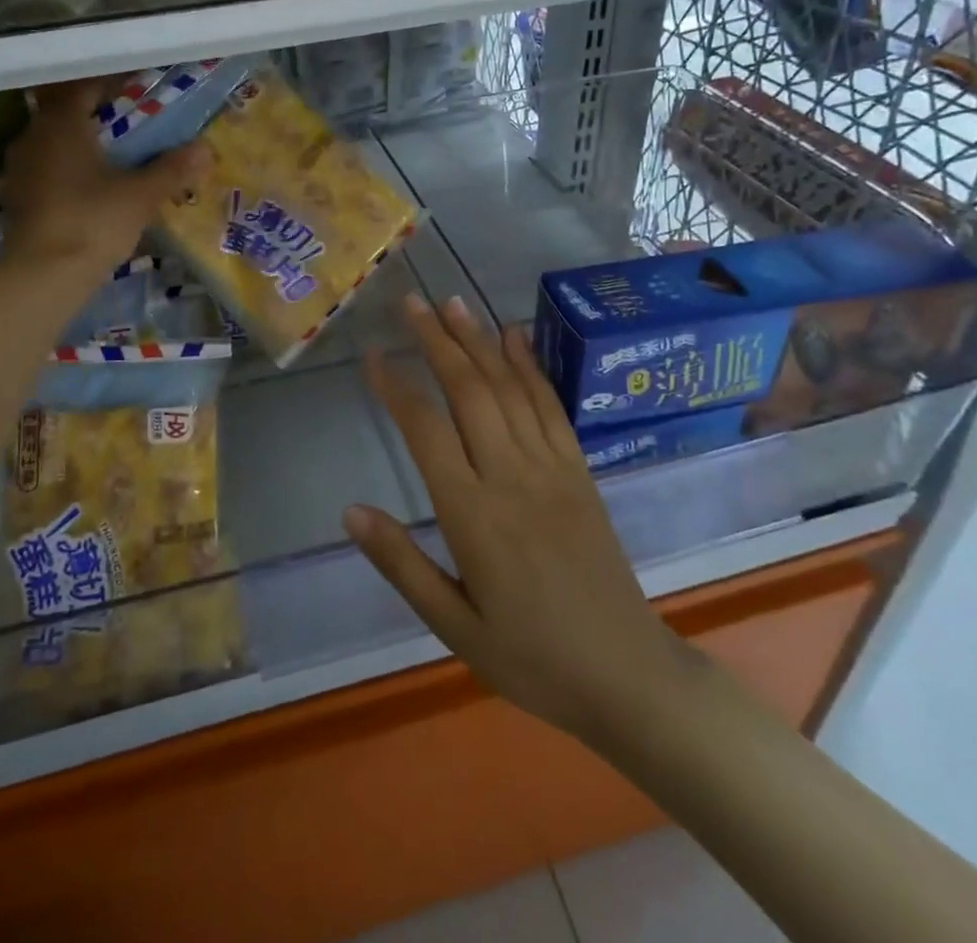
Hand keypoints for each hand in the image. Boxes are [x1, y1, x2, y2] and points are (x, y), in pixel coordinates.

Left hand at [0, 78, 209, 275]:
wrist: (44, 275)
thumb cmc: (94, 222)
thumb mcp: (141, 195)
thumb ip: (172, 169)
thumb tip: (206, 148)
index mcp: (62, 124)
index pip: (84, 88)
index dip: (111, 86)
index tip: (137, 90)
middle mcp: (34, 137)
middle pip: (66, 114)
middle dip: (96, 116)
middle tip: (130, 124)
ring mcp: (19, 168)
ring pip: (53, 143)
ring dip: (80, 144)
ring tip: (112, 156)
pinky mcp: (16, 197)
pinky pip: (45, 169)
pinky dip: (67, 170)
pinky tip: (88, 187)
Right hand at [347, 293, 702, 744]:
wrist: (626, 675)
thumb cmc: (530, 658)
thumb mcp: (453, 626)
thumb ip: (401, 564)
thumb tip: (350, 510)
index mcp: (473, 515)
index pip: (425, 430)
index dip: (396, 386)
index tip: (373, 354)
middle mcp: (511, 476)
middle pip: (469, 391)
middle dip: (437, 341)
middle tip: (411, 302)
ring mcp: (551, 468)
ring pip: (509, 388)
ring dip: (479, 340)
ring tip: (453, 303)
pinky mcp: (579, 470)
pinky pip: (551, 406)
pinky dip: (530, 366)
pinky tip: (514, 336)